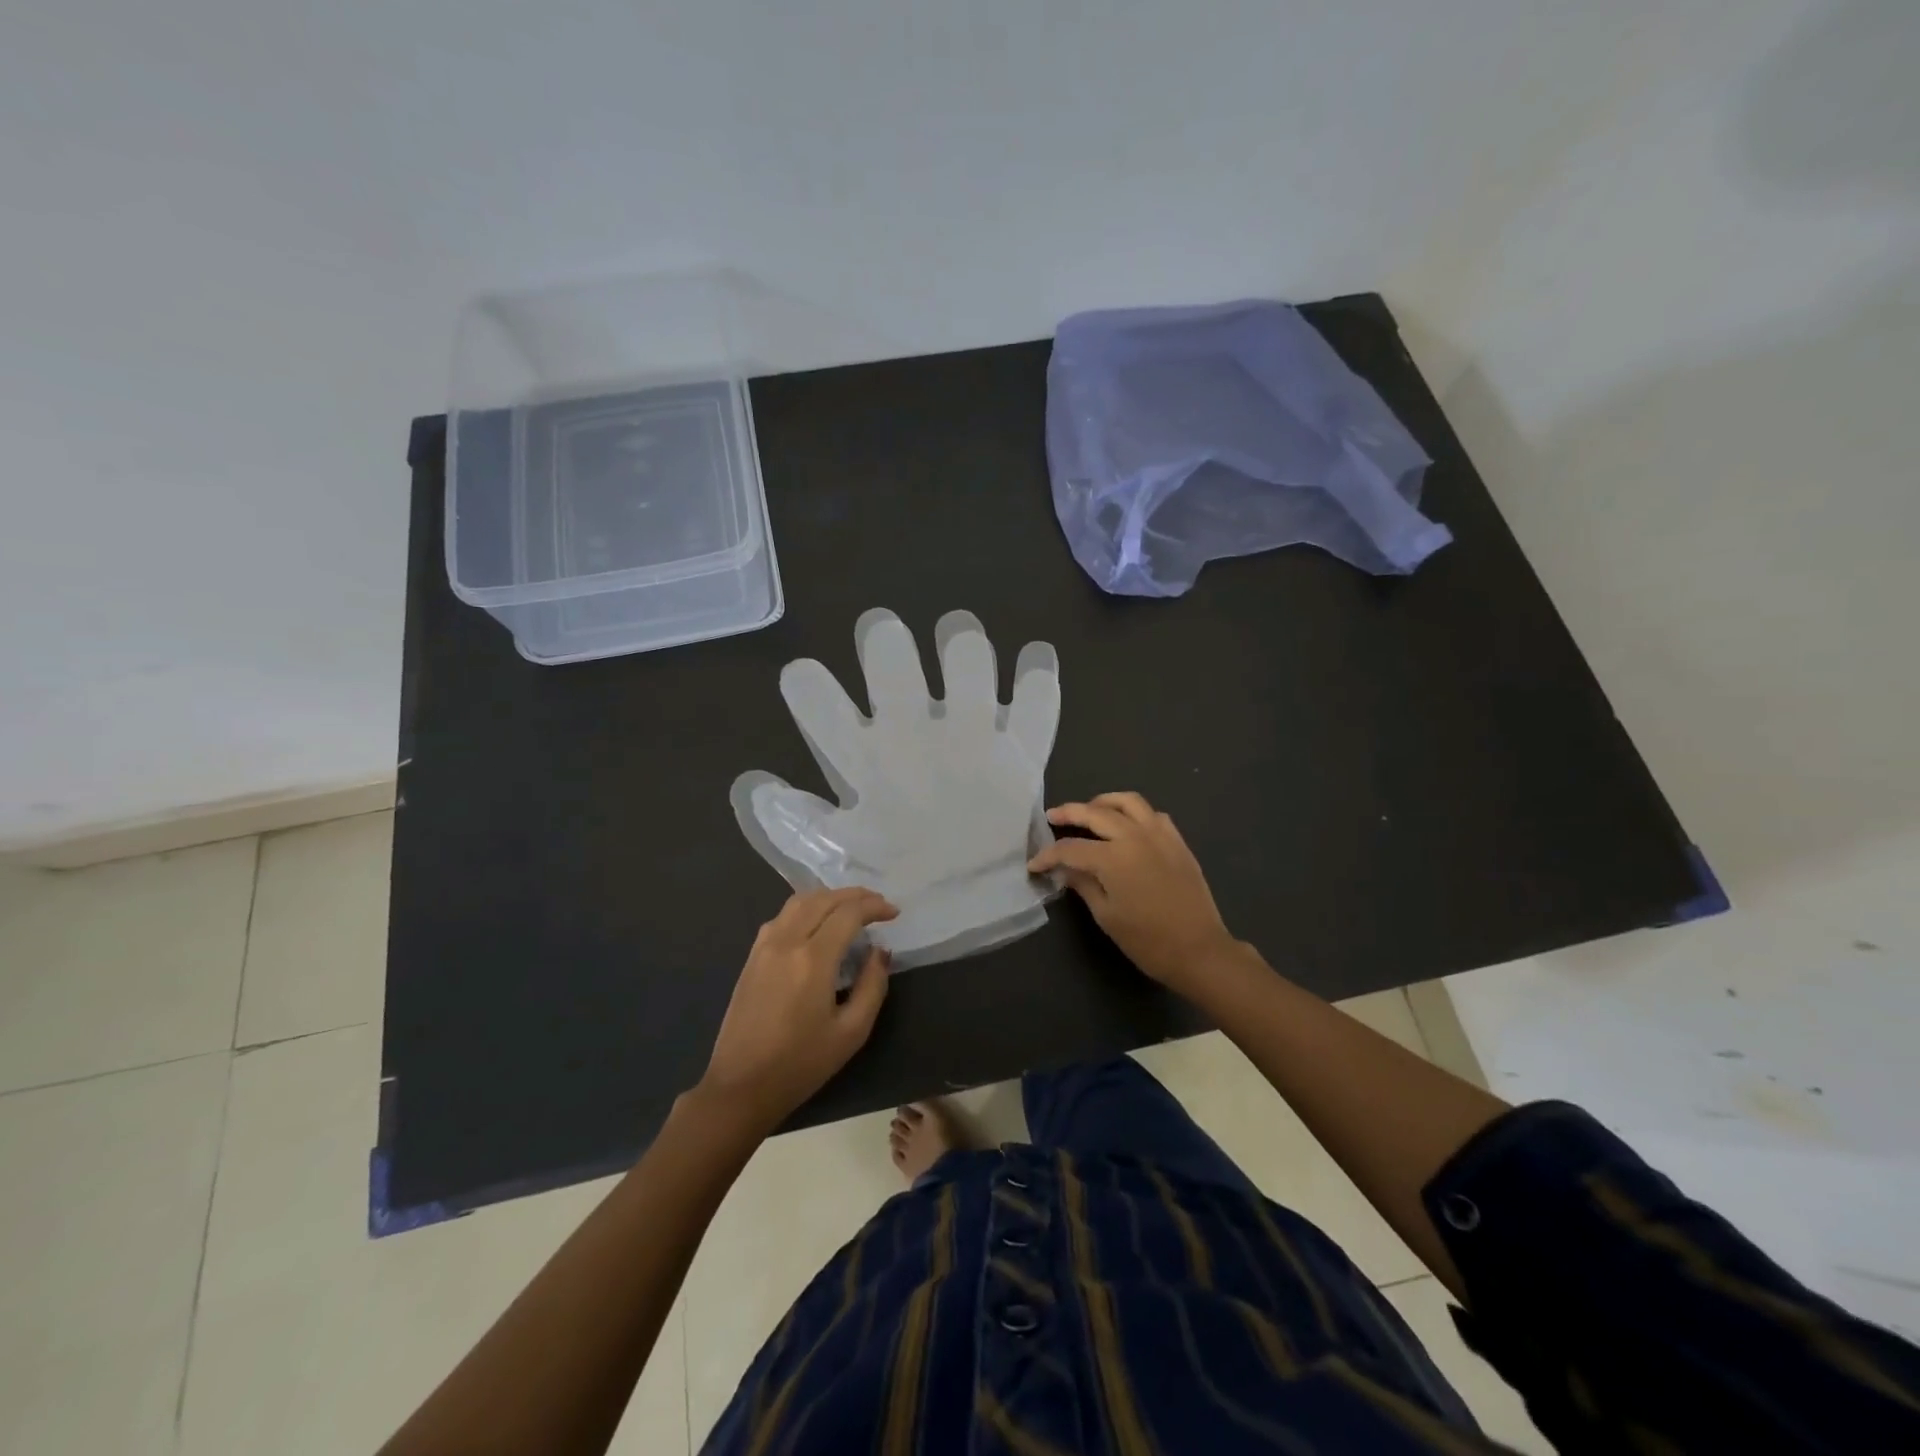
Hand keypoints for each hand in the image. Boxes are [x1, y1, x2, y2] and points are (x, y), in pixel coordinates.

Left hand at [697, 887, 898, 1129]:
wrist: (740, 1087)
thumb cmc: (801, 1064)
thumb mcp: (851, 1032)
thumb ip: (872, 985)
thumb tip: (880, 952)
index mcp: (813, 959)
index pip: (848, 913)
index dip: (875, 907)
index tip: (894, 913)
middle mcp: (787, 941)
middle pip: (824, 899)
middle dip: (855, 895)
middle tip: (878, 904)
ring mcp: (764, 946)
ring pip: (799, 901)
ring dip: (829, 897)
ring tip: (851, 907)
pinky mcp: (751, 957)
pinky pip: (782, 916)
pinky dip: (806, 907)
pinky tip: (817, 922)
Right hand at [1027, 792, 1241, 995]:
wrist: (1200, 951)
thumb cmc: (1148, 941)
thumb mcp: (1106, 916)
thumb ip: (1083, 885)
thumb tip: (1065, 869)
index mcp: (1113, 858)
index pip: (1071, 848)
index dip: (1048, 855)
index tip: (1035, 864)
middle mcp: (1135, 837)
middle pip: (1095, 813)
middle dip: (1070, 812)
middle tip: (1053, 816)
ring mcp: (1160, 835)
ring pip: (1128, 802)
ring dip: (1104, 802)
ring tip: (1090, 811)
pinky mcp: (1177, 841)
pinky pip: (1152, 814)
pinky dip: (1134, 813)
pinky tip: (1126, 826)